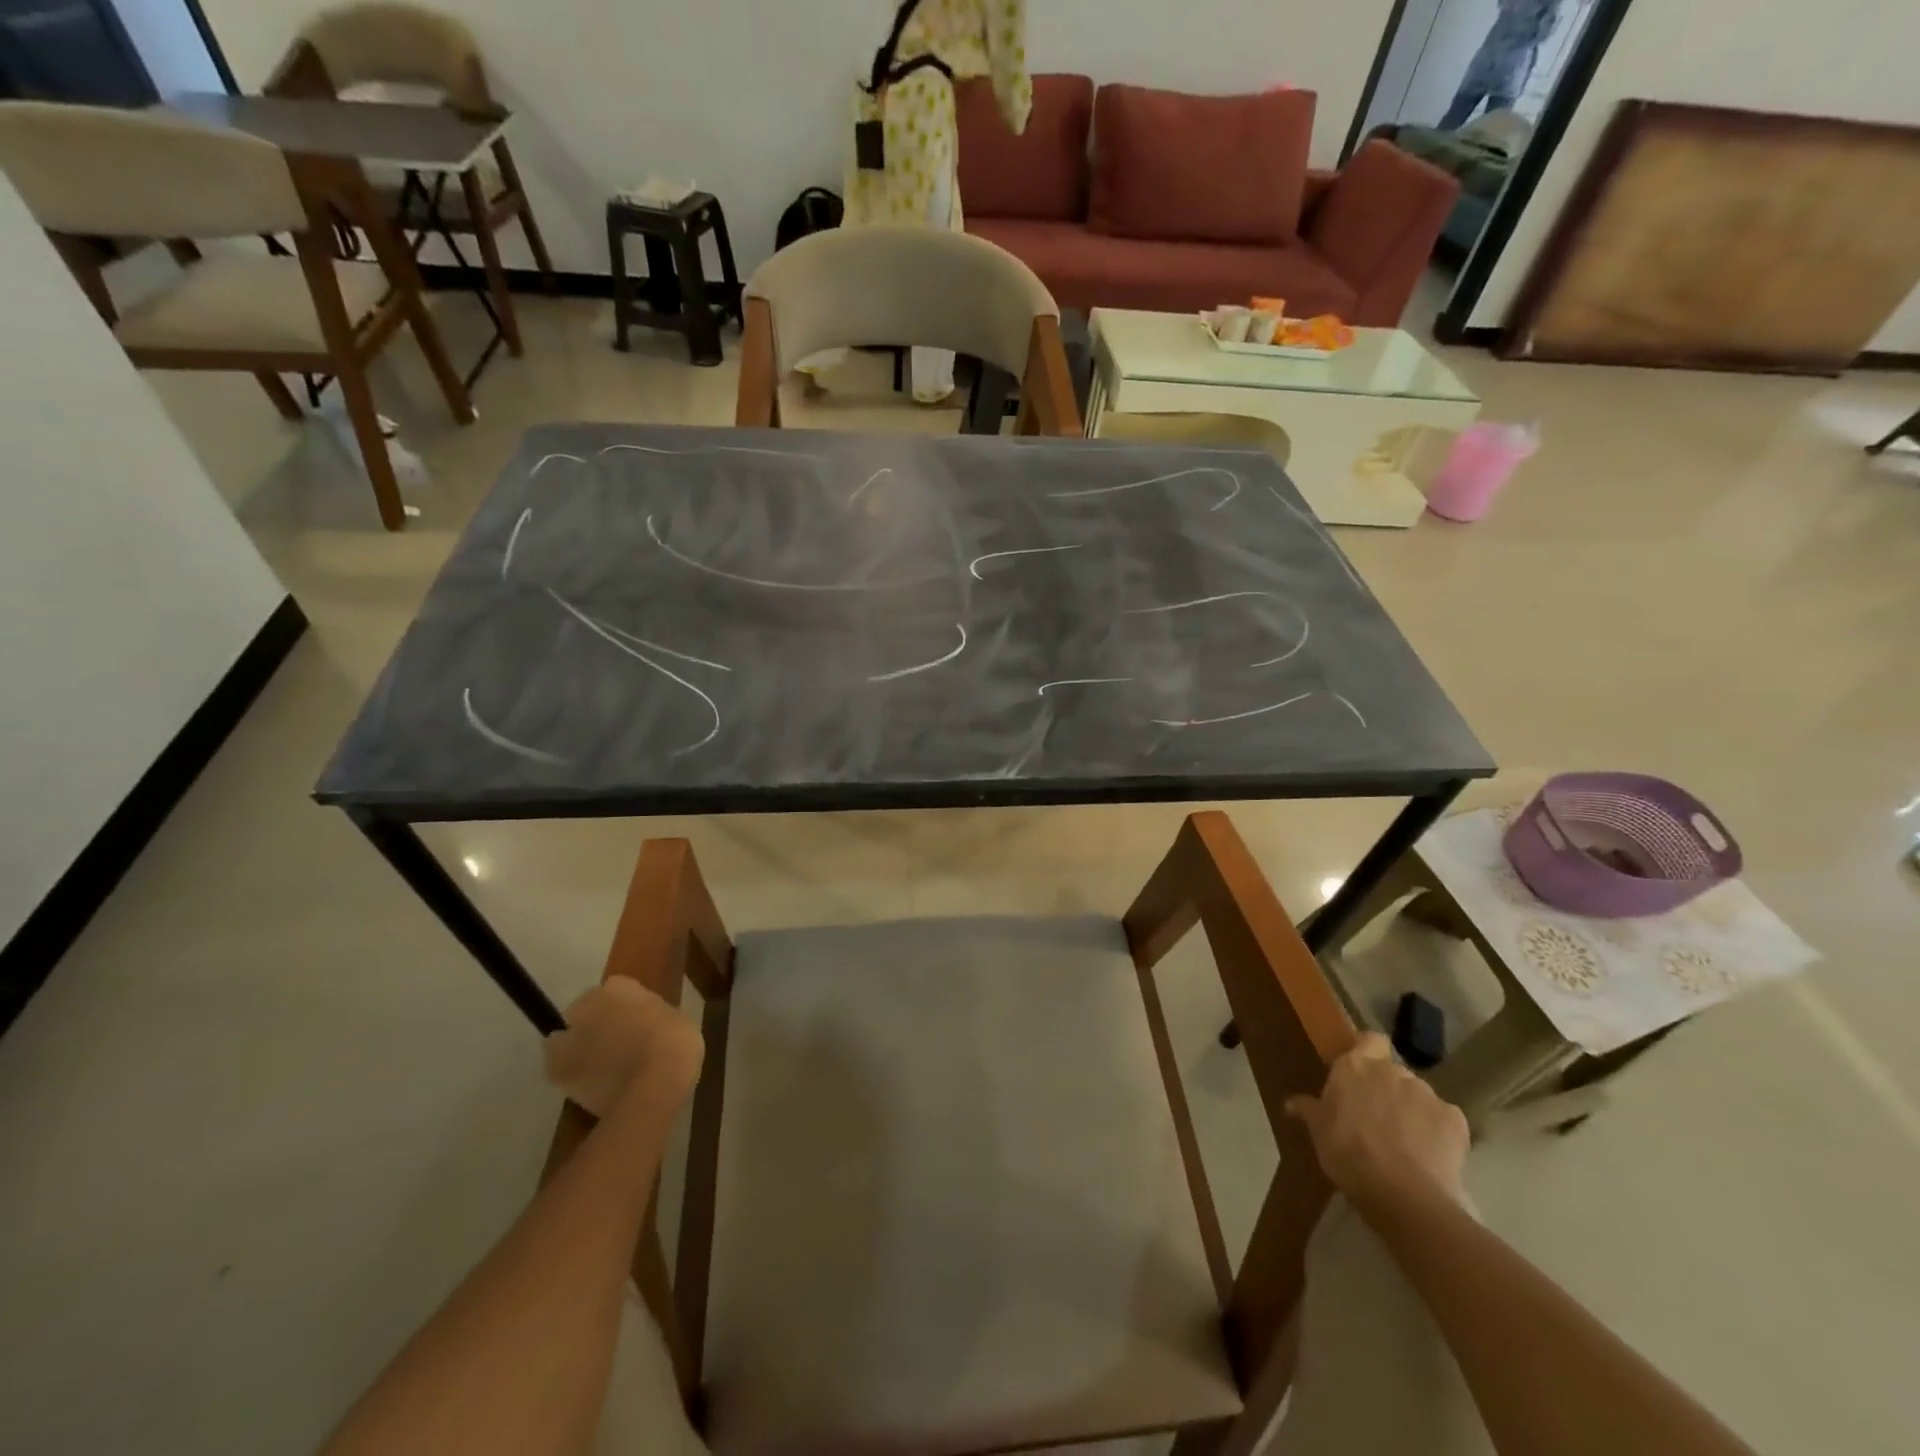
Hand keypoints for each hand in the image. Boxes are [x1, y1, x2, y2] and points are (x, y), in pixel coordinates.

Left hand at [544, 979, 703, 1117]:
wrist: (655, 1084)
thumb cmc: (676, 1042)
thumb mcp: (675, 1017)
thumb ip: (651, 1016)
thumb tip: (645, 1023)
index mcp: (619, 987)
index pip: (616, 989)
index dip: (625, 1006)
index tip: (636, 1021)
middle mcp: (588, 1005)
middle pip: (584, 1010)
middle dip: (594, 1022)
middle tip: (615, 1042)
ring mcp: (568, 1038)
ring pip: (562, 1039)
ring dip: (575, 1047)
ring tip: (596, 1066)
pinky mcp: (557, 1071)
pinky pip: (558, 1070)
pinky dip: (569, 1075)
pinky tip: (588, 1086)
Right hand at [1285, 1033, 1468, 1219]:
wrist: (1403, 1195)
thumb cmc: (1348, 1153)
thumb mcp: (1318, 1132)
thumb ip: (1308, 1110)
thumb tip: (1291, 1102)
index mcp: (1356, 1066)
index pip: (1370, 1039)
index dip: (1368, 1052)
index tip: (1360, 1073)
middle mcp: (1393, 1071)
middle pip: (1392, 1071)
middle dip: (1387, 1089)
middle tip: (1376, 1117)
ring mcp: (1427, 1094)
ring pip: (1418, 1096)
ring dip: (1411, 1110)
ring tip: (1405, 1143)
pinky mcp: (1456, 1121)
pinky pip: (1443, 1120)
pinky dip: (1437, 1133)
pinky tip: (1429, 1156)